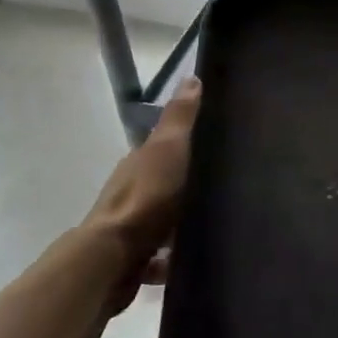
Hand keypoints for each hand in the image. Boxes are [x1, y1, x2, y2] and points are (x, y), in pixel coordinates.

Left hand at [86, 78, 200, 302]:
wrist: (114, 257)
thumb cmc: (146, 196)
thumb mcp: (169, 148)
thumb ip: (180, 118)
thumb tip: (191, 77)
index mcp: (139, 163)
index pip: (163, 148)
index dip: (185, 145)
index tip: (214, 147)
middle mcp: (131, 192)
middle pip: (163, 185)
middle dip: (186, 188)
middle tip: (222, 190)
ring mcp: (129, 228)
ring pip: (161, 221)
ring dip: (180, 225)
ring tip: (213, 228)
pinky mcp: (132, 260)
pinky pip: (159, 257)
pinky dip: (172, 259)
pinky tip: (193, 261)